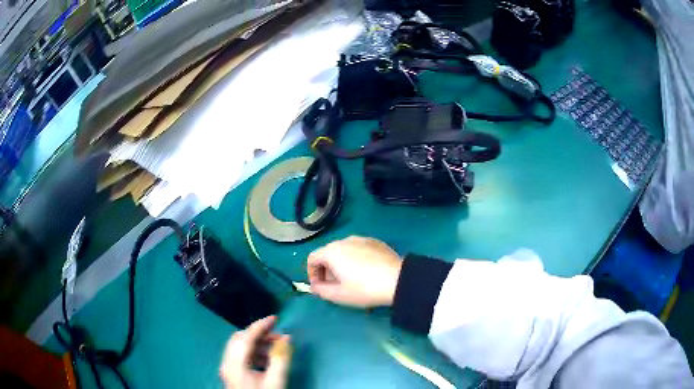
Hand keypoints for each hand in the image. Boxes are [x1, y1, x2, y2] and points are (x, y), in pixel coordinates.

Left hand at [219, 316, 291, 388]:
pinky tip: (269, 361)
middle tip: (279, 338)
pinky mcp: (233, 374)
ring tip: (277, 351)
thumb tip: (287, 339)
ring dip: (259, 345)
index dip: (261, 326)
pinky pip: (243, 357)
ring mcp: (229, 369)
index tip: (276, 318)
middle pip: (240, 340)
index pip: (246, 337)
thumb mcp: (275, 381)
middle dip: (260, 335)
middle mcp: (228, 363)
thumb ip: (280, 359)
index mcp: (235, 364)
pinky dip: (256, 354)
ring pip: (241, 348)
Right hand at [307, 236, 402, 306]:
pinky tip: (366, 272)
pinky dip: (355, 259)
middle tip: (335, 286)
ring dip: (341, 264)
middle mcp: (344, 240)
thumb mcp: (339, 295)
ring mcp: (362, 239)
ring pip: (343, 251)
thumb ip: (320, 290)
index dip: (311, 274)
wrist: (398, 280)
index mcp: (332, 251)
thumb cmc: (364, 289)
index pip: (312, 259)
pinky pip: (358, 249)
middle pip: (327, 253)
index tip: (320, 287)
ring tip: (351, 280)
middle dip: (326, 270)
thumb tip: (315, 286)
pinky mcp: (376, 242)